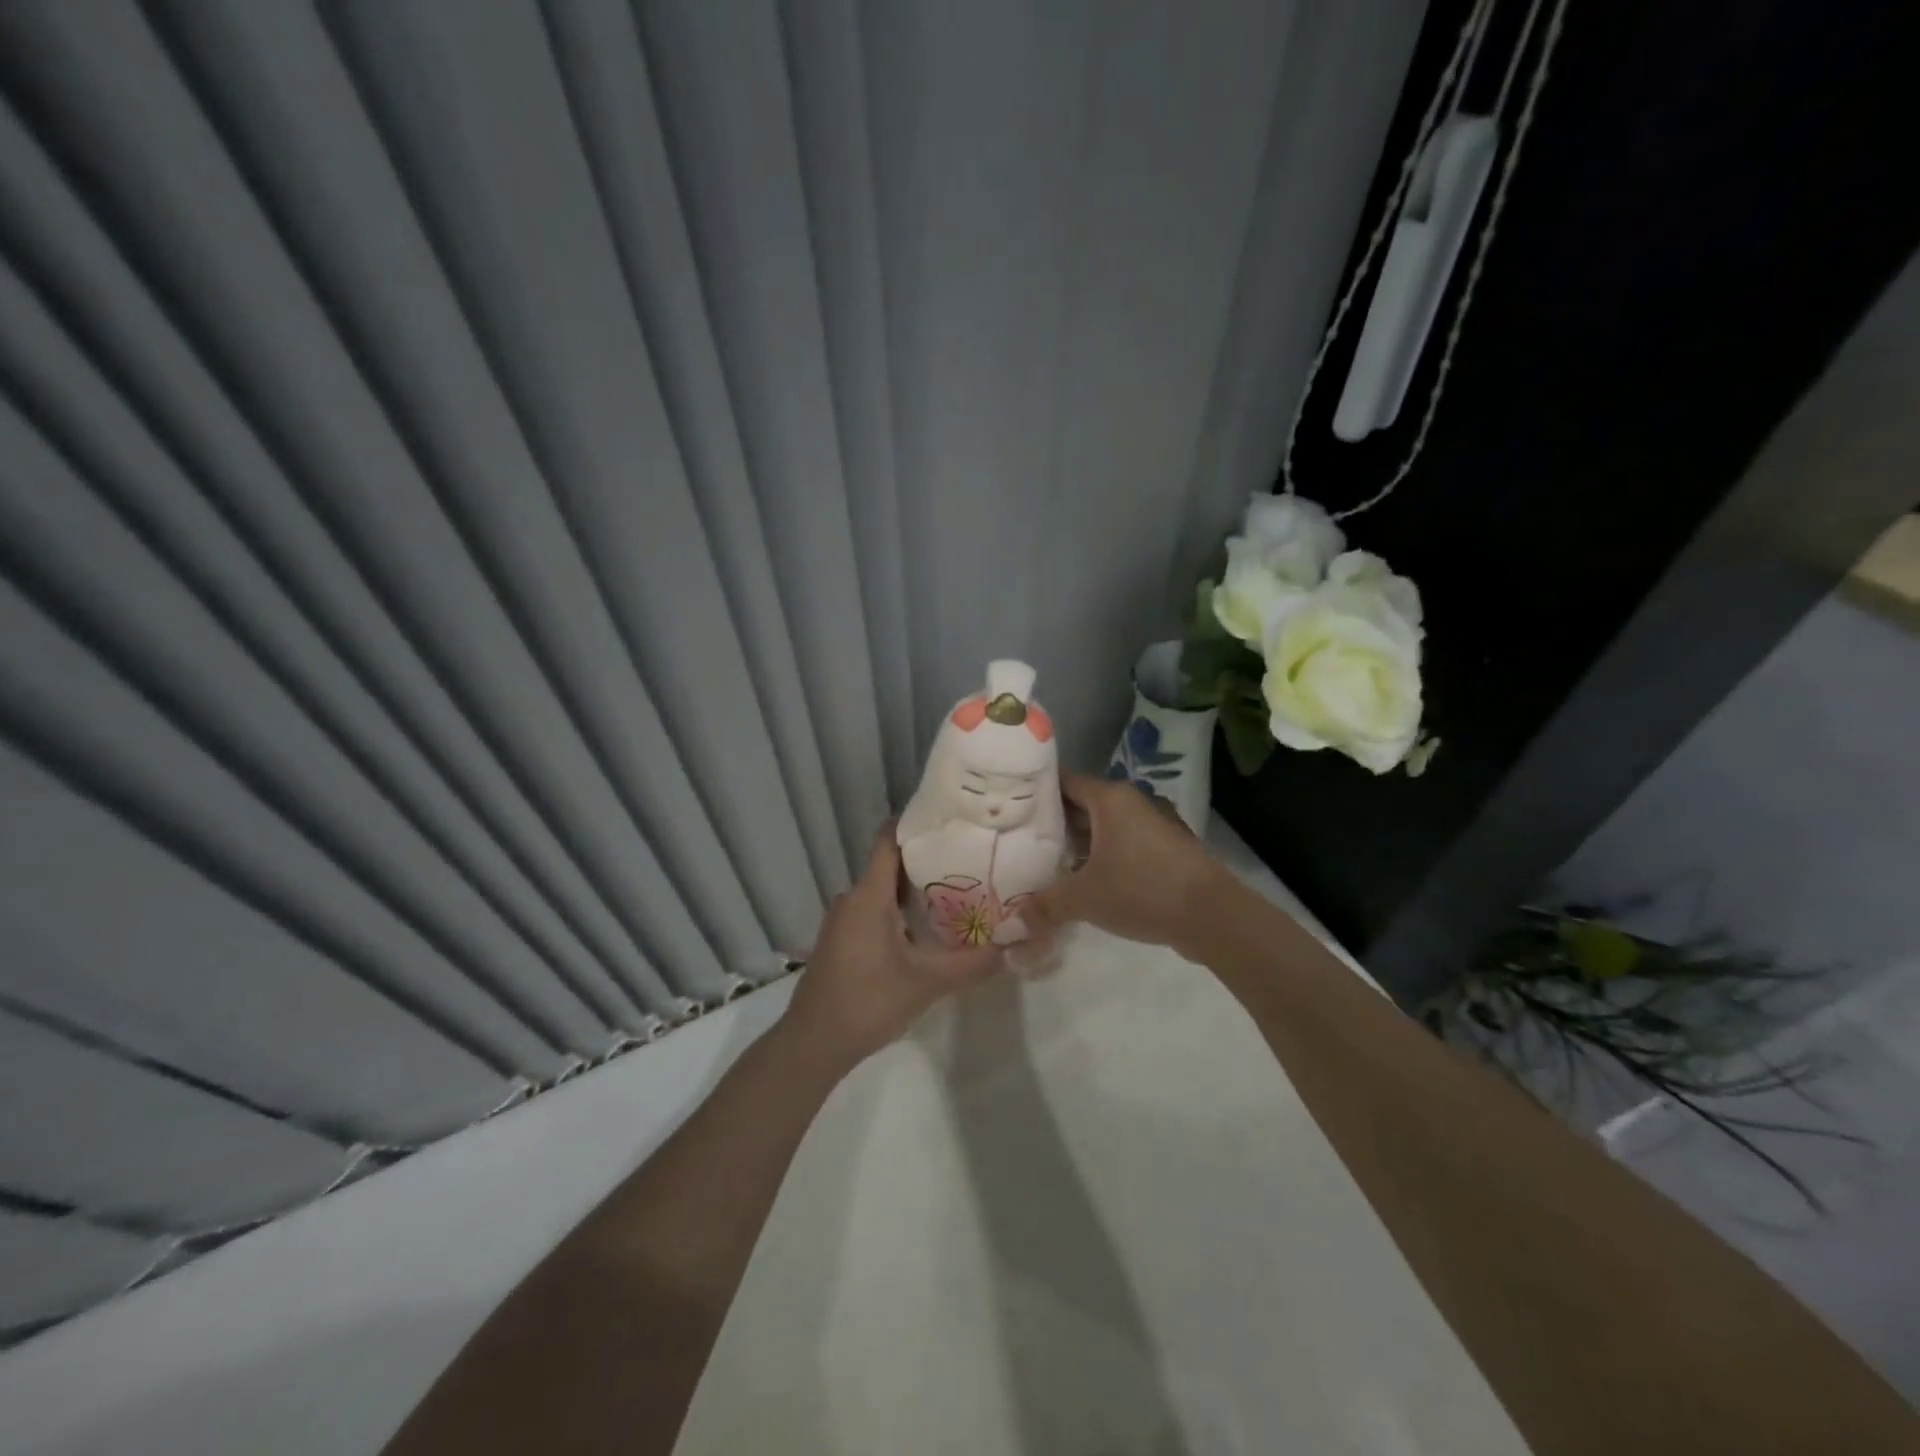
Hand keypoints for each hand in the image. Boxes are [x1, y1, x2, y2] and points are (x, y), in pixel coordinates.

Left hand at [781, 825, 1003, 1068]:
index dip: (916, 823)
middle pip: (892, 864)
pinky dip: (900, 910)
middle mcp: (852, 899)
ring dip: (915, 888)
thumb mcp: (926, 983)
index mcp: (868, 896)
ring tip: (958, 889)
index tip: (951, 818)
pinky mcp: (842, 940)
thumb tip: (1012, 947)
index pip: (889, 839)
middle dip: (928, 859)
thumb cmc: (867, 1002)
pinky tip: (928, 928)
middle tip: (970, 858)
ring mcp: (844, 920)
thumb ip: (971, 964)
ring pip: (883, 890)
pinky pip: (874, 910)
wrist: (813, 1044)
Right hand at [1021, 773, 1229, 952]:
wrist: (1212, 915)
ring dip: (1079, 844)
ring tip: (1046, 863)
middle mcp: (1131, 803)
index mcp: (1109, 798)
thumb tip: (1008, 926)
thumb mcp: (1084, 898)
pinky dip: (1102, 856)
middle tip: (1020, 840)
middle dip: (1054, 823)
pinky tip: (1085, 881)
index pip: (1063, 781)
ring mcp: (1152, 825)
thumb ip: (1044, 906)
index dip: (1036, 793)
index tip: (1010, 808)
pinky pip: (1123, 844)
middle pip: (1082, 804)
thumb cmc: (1142, 889)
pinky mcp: (1166, 849)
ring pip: (1104, 827)